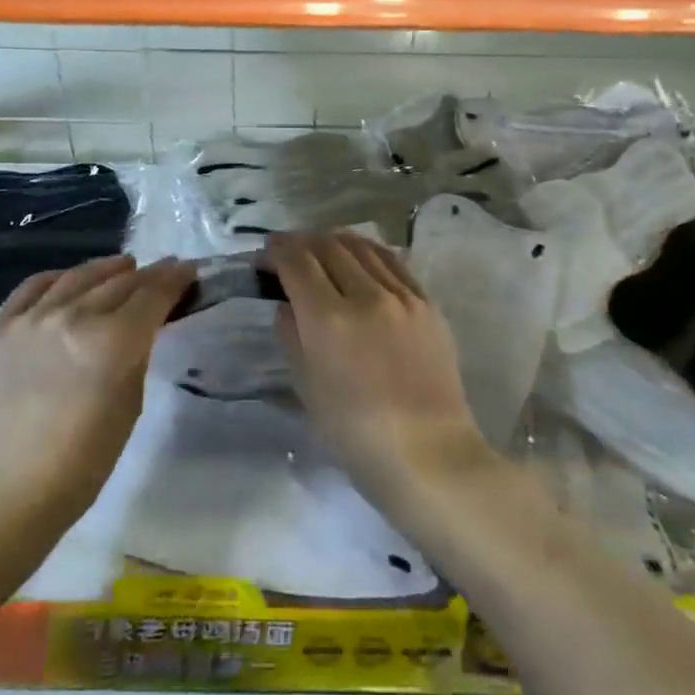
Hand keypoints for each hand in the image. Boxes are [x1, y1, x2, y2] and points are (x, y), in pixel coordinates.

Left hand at [0, 254, 193, 519]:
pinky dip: (59, 278)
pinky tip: (70, 280)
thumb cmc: (82, 462)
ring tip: (124, 266)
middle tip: (164, 269)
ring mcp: (31, 318)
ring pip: (78, 277)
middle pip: (119, 282)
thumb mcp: (129, 404)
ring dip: (107, 269)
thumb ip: (138, 353)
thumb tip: (146, 322)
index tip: (188, 270)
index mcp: (111, 341)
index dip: (175, 279)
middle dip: (148, 274)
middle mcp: (71, 316)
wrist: (6, 489)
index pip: (152, 295)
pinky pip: (34, 287)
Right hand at [267, 232, 493, 505]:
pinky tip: (362, 257)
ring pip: (363, 247)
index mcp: (329, 319)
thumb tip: (287, 305)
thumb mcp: (307, 388)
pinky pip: (394, 262)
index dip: (277, 250)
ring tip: (323, 248)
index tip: (266, 253)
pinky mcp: (428, 304)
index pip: (297, 262)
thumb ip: (292, 337)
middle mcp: (366, 296)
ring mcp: (402, 296)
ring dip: (335, 241)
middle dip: (302, 242)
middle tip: (289, 251)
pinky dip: (369, 252)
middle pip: (329, 246)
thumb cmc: (356, 434)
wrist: (428, 453)